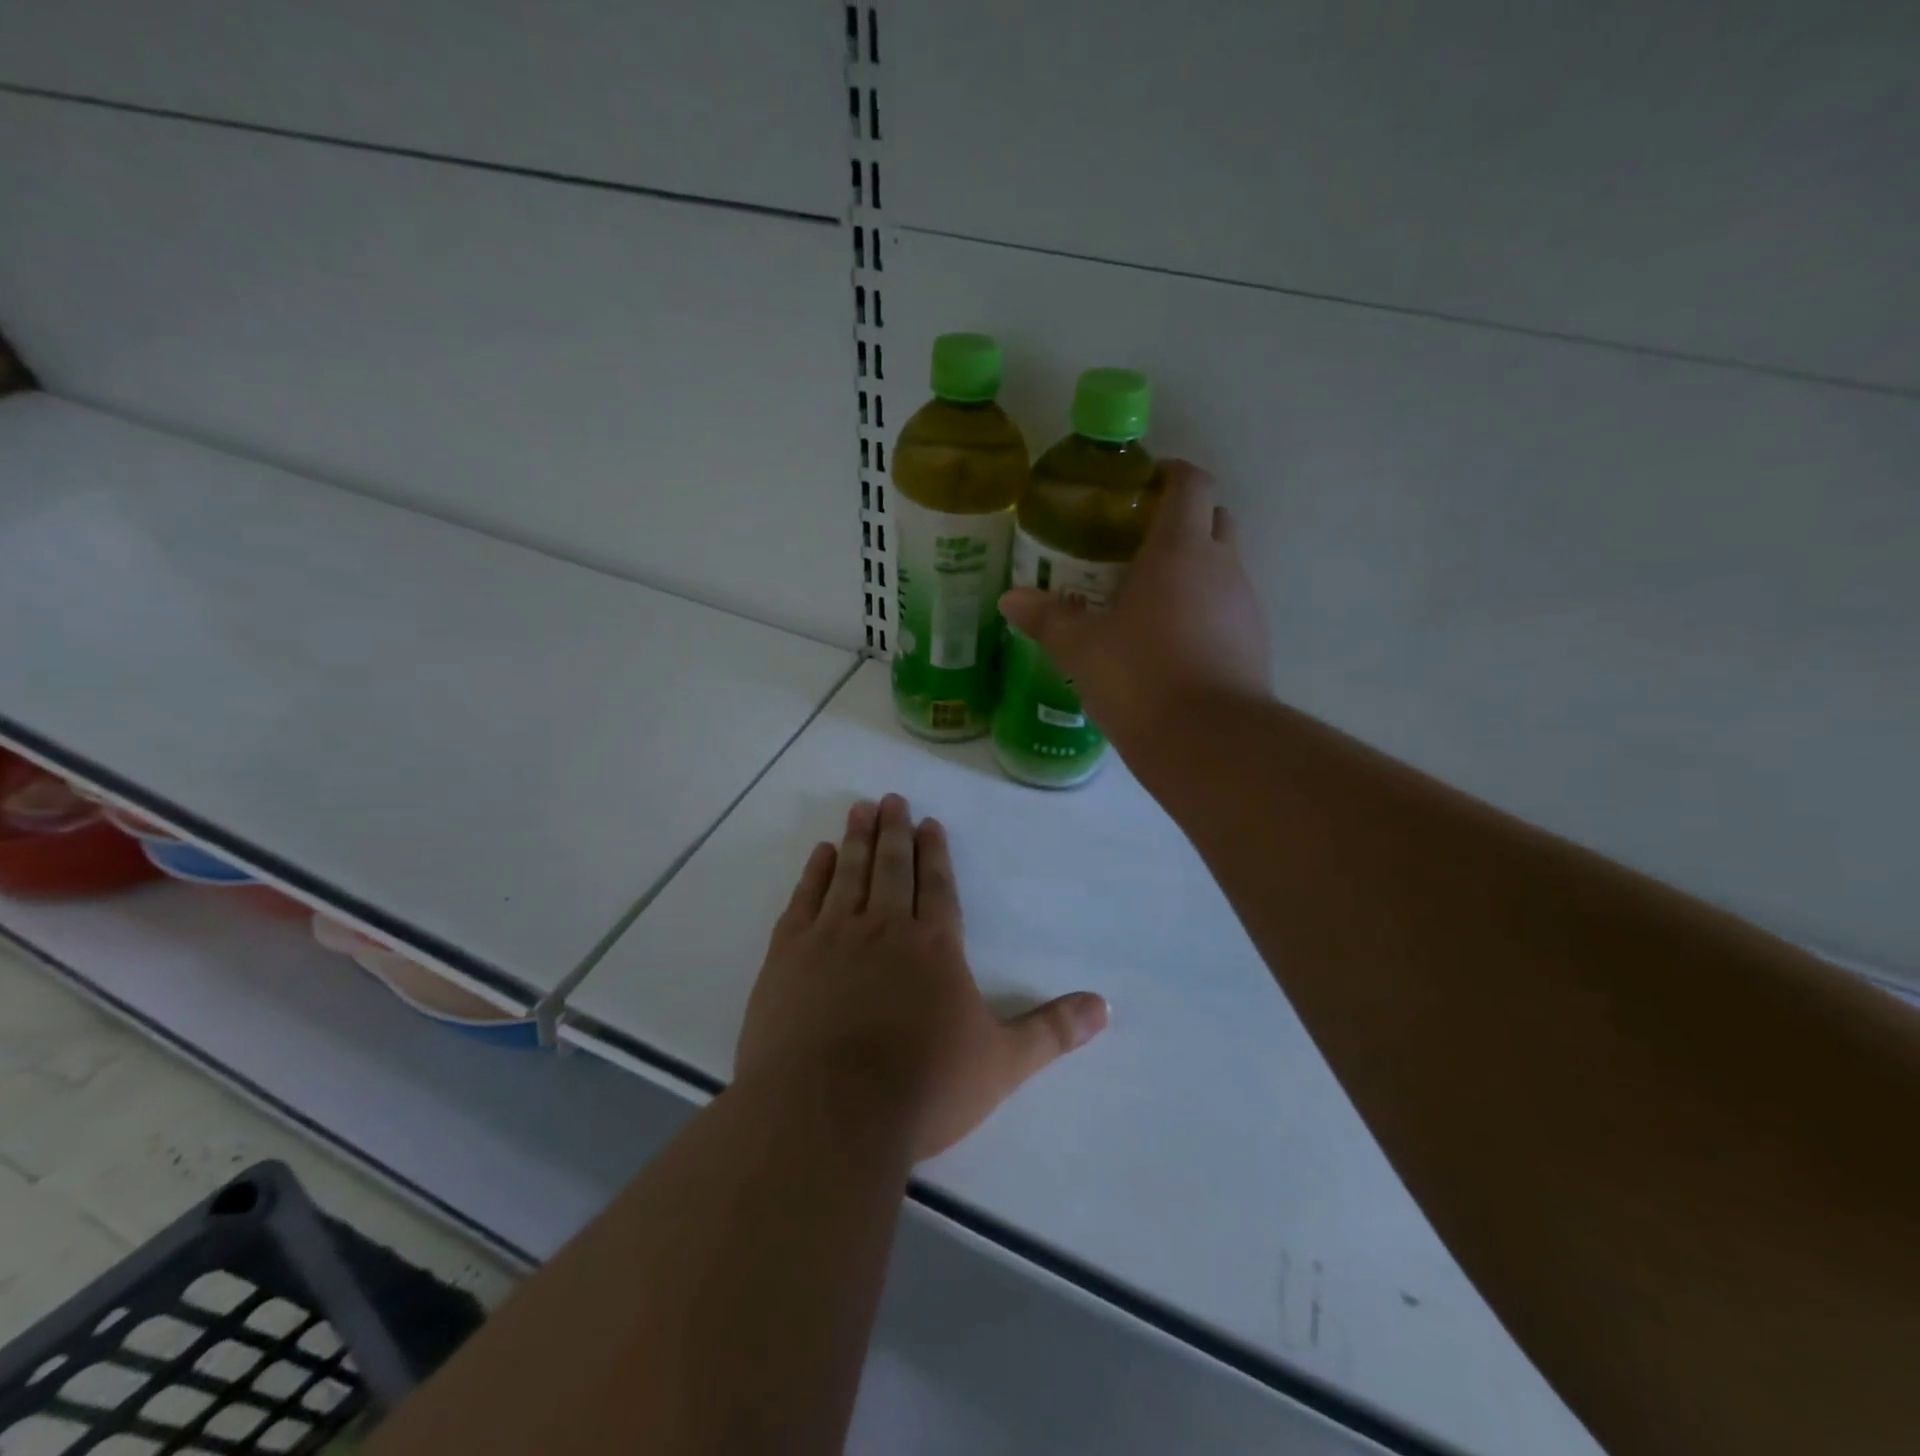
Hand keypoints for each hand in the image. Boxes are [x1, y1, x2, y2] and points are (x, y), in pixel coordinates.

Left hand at [735, 795, 1108, 1160]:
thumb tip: (1105, 1007)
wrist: (828, 1114)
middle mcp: (884, 928)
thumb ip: (1052, 1031)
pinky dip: (815, 873)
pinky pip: (805, 900)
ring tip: (861, 809)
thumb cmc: (922, 1088)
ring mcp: (832, 937)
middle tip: (892, 799)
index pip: (937, 886)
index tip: (929, 822)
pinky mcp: (788, 956)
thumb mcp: (1002, 1064)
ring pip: (850, 873)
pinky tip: (821, 855)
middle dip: (895, 831)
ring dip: (858, 839)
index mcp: (934, 946)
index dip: (935, 852)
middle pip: (892, 868)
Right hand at [1000, 460, 1269, 754]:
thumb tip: (1010, 599)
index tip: (1142, 485)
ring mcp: (1246, 605)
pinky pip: (1230, 608)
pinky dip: (1206, 610)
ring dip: (1195, 570)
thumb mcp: (1082, 649)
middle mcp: (1223, 566)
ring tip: (1150, 600)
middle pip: (1214, 518)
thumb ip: (1047, 619)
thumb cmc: (1140, 677)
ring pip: (1225, 566)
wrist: (1210, 742)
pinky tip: (1173, 644)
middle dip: (1183, 521)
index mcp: (1180, 550)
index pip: (1191, 483)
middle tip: (1137, 546)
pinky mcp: (1256, 644)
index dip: (1170, 473)